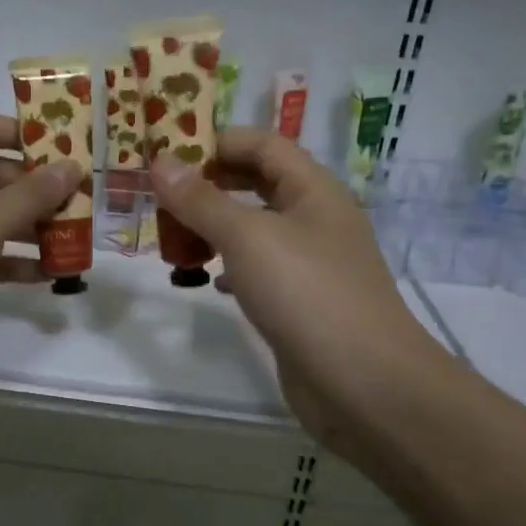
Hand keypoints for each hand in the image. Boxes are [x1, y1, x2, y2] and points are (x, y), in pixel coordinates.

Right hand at [149, 128, 448, 456]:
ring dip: (215, 227)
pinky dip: (230, 267)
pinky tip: (207, 279)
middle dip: (210, 185)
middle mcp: (315, 219)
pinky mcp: (302, 302)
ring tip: (175, 238)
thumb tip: (160, 161)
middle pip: (258, 184)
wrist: (364, 384)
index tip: (168, 155)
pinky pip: (259, 270)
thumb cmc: (307, 293)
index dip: (217, 141)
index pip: (263, 144)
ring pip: (255, 229)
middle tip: (162, 196)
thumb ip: (201, 200)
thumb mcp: (247, 237)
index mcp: (313, 190)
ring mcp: (311, 264)